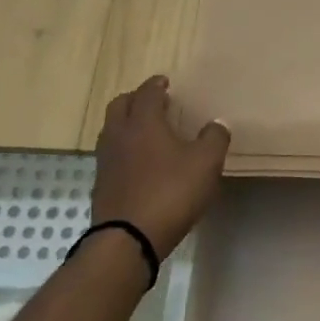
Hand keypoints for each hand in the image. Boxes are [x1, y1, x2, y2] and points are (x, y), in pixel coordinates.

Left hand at [90, 76, 230, 258]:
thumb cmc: (171, 192)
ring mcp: (106, 161)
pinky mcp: (102, 184)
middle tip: (153, 101)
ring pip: (111, 130)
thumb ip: (214, 138)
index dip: (156, 85)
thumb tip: (217, 124)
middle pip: (119, 105)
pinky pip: (112, 155)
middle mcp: (119, 135)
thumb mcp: (206, 163)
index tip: (165, 82)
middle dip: (135, 99)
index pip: (146, 93)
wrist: (128, 238)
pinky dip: (124, 149)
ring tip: (146, 130)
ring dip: (126, 123)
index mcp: (143, 123)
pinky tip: (140, 162)